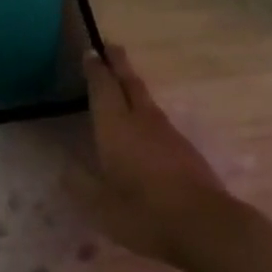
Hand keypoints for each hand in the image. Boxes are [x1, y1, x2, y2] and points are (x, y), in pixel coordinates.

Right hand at [82, 43, 228, 265]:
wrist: (206, 225)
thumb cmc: (144, 213)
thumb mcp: (100, 205)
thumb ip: (80, 184)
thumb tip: (64, 168)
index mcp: (115, 127)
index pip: (103, 87)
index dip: (95, 69)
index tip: (91, 51)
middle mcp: (141, 120)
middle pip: (129, 82)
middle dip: (118, 63)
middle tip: (110, 46)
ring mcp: (168, 133)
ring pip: (146, 99)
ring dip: (133, 85)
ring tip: (123, 82)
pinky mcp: (185, 149)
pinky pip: (158, 119)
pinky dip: (145, 110)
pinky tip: (143, 123)